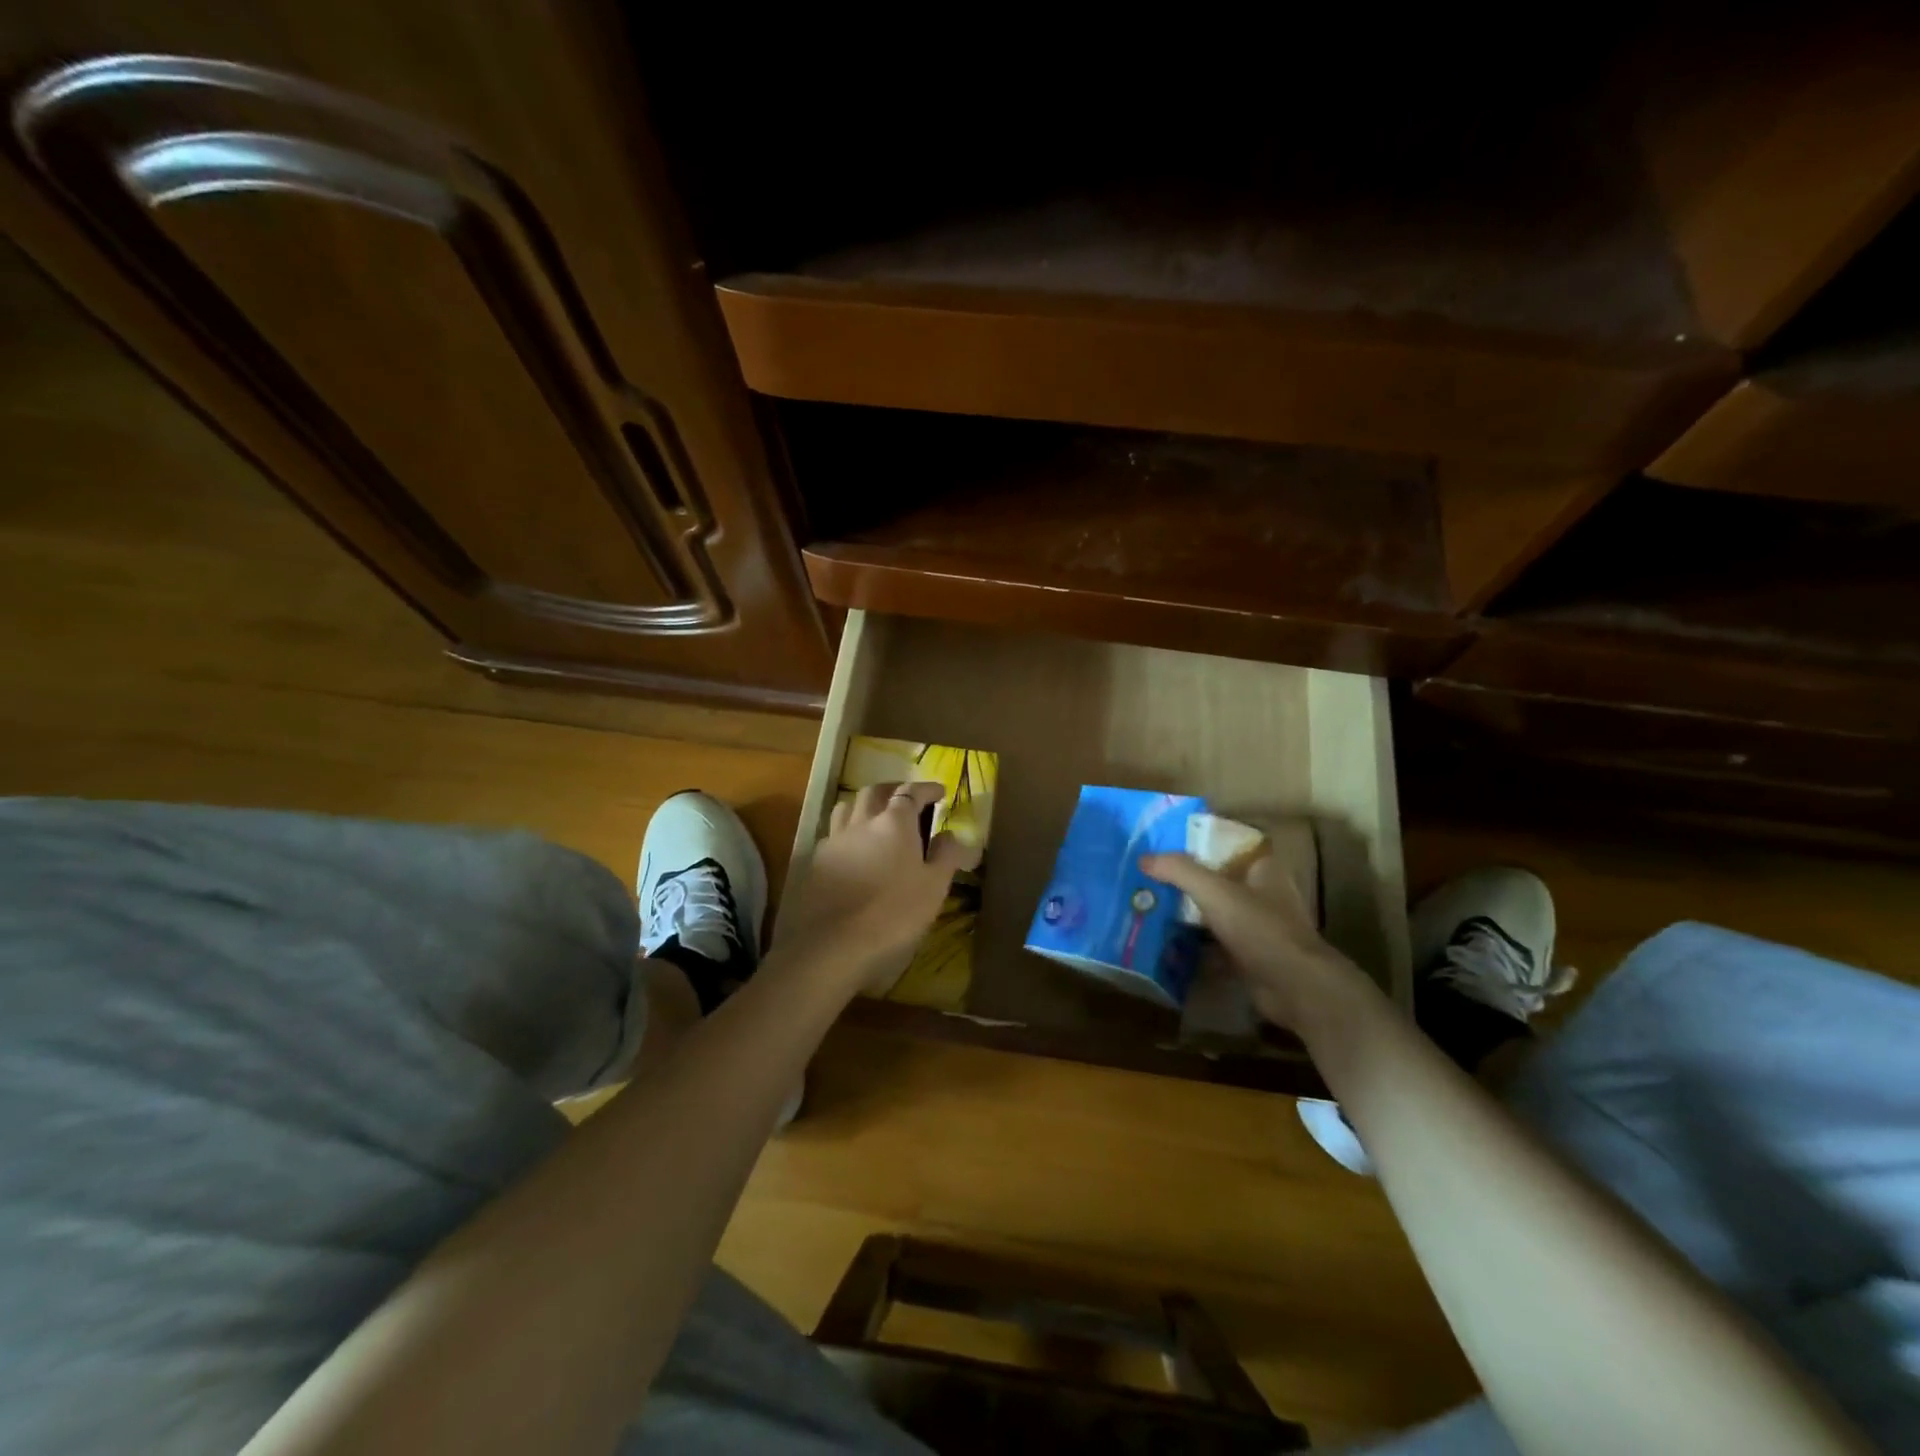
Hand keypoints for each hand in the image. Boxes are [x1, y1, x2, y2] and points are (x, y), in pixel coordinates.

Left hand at [788, 782, 979, 987]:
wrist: (833, 945)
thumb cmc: (894, 914)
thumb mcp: (934, 887)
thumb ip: (947, 856)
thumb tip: (954, 834)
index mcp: (894, 822)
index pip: (911, 792)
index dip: (926, 789)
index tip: (939, 792)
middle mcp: (862, 821)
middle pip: (874, 791)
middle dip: (893, 790)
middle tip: (906, 799)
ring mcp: (835, 840)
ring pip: (847, 806)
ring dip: (864, 805)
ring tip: (875, 816)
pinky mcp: (816, 862)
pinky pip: (833, 833)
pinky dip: (846, 830)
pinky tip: (852, 848)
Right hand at [1141, 851, 1376, 1031]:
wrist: (1295, 987)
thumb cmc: (1260, 929)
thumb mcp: (1215, 892)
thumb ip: (1179, 871)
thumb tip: (1143, 858)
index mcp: (1263, 868)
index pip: (1227, 845)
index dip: (1197, 842)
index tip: (1163, 845)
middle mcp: (1262, 893)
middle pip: (1217, 879)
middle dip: (1186, 880)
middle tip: (1148, 877)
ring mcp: (1257, 926)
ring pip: (1215, 911)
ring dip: (1188, 912)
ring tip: (1150, 906)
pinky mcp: (1250, 955)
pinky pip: (1215, 942)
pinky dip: (1194, 943)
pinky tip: (1165, 941)